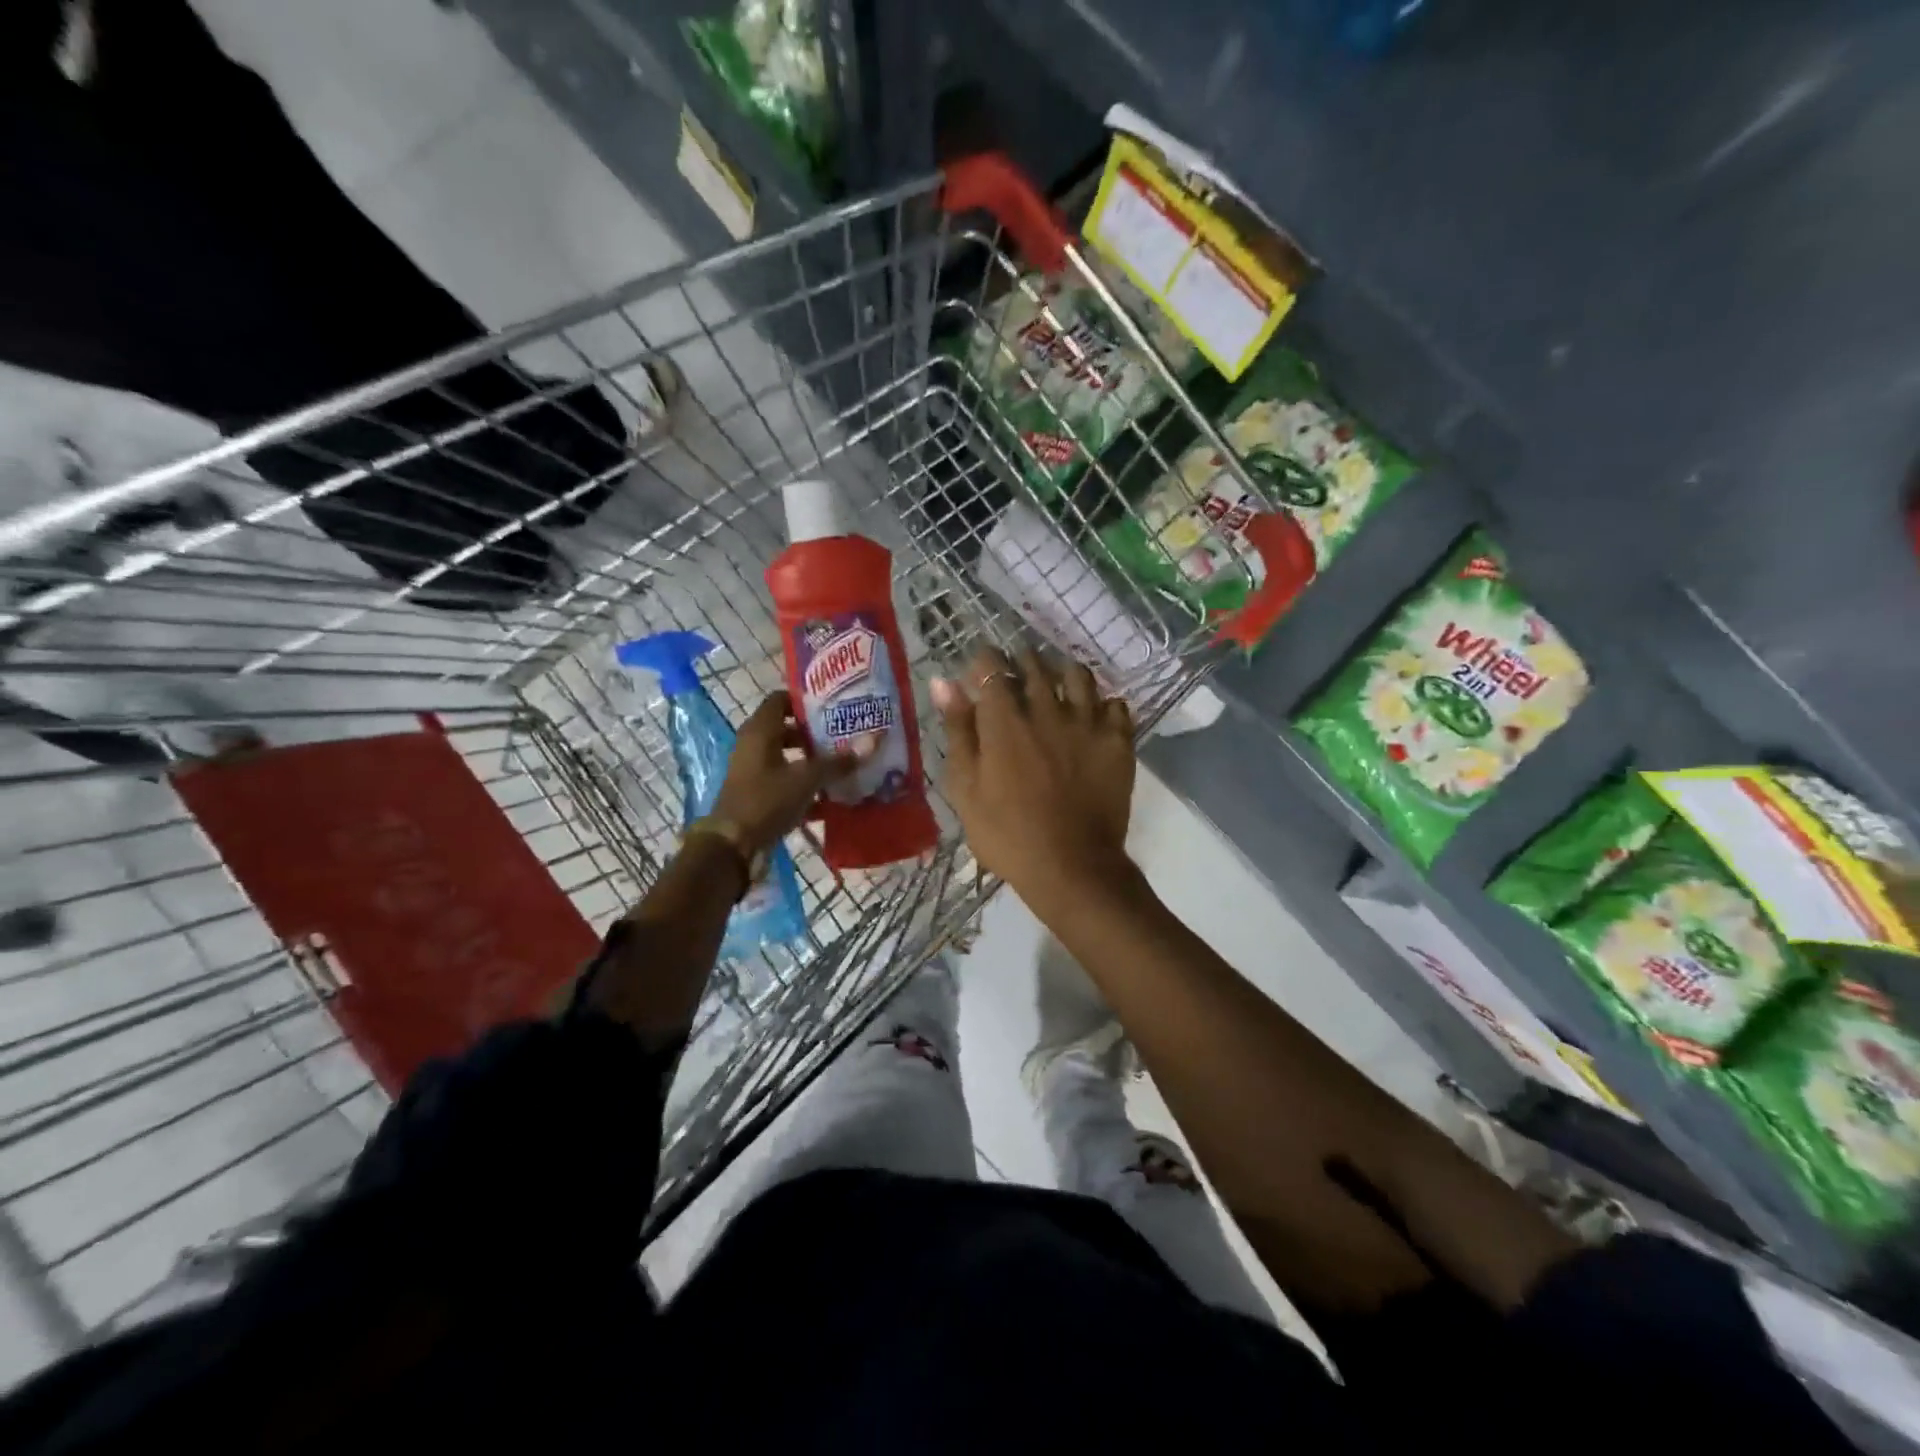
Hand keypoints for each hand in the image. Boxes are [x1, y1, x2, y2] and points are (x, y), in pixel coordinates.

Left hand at [712, 691, 861, 854]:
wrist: (733, 846)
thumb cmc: (766, 800)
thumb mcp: (806, 779)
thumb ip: (838, 761)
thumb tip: (873, 741)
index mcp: (760, 731)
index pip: (781, 699)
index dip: (806, 700)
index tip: (834, 704)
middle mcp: (754, 745)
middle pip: (787, 728)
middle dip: (816, 732)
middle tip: (846, 733)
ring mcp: (754, 771)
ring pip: (788, 756)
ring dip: (813, 760)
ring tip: (844, 763)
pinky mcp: (758, 794)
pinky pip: (786, 782)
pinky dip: (806, 785)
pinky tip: (832, 795)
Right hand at [931, 646, 1135, 902]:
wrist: (1071, 867)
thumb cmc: (1006, 833)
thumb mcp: (965, 787)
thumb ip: (958, 730)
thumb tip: (945, 682)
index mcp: (1004, 719)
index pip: (992, 666)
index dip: (984, 662)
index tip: (980, 672)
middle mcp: (1047, 708)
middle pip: (1035, 664)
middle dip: (1021, 662)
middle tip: (1016, 675)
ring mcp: (1088, 722)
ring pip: (1078, 675)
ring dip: (1063, 673)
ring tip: (1056, 685)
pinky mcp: (1118, 741)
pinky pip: (1115, 705)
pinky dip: (1102, 704)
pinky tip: (1093, 715)